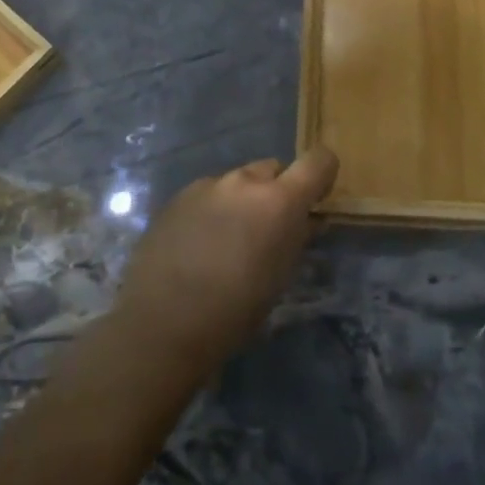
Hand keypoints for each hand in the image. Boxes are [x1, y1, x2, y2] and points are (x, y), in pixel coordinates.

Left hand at [111, 147, 339, 378]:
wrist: (162, 323)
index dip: (322, 175)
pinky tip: (198, 244)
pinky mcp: (177, 197)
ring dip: (242, 201)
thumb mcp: (280, 278)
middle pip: (273, 169)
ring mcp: (206, 185)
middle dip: (276, 192)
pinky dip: (213, 210)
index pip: (317, 161)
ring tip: (227, 241)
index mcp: (278, 201)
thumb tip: (306, 220)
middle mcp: (243, 181)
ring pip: (237, 182)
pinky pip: (208, 194)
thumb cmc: (234, 311)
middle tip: (268, 229)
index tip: (316, 199)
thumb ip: (296, 238)